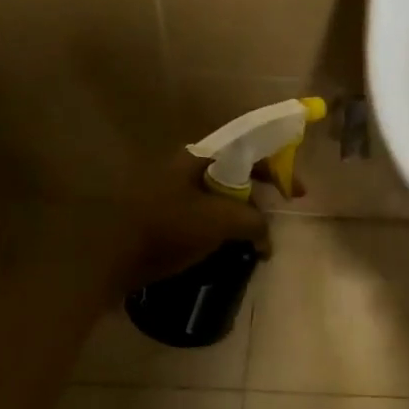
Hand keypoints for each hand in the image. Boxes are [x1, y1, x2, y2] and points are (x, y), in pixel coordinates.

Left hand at [118, 151, 270, 291]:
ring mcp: (174, 190)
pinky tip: (231, 243)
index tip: (297, 192)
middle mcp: (187, 167)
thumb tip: (267, 239)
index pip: (250, 149)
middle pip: (237, 170)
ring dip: (244, 210)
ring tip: (258, 234)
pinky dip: (225, 223)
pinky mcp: (166, 214)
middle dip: (263, 189)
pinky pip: (206, 212)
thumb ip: (254, 222)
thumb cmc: (168, 230)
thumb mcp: (220, 221)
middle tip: (281, 209)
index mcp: (199, 157)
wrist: (111, 259)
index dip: (278, 166)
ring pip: (222, 193)